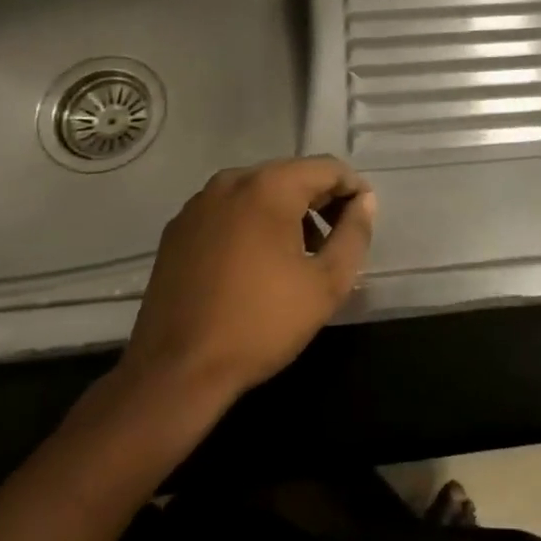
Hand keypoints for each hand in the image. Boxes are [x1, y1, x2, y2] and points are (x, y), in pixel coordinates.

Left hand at [114, 156, 375, 405]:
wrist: (175, 372)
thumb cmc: (260, 324)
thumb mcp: (326, 284)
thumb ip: (354, 235)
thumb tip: (364, 202)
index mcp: (269, 186)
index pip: (327, 168)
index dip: (353, 190)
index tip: (362, 222)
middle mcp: (231, 181)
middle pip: (292, 175)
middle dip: (320, 201)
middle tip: (335, 241)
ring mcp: (199, 203)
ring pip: (258, 192)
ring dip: (286, 213)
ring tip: (299, 256)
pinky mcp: (178, 229)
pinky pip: (229, 211)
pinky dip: (252, 224)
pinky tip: (255, 264)